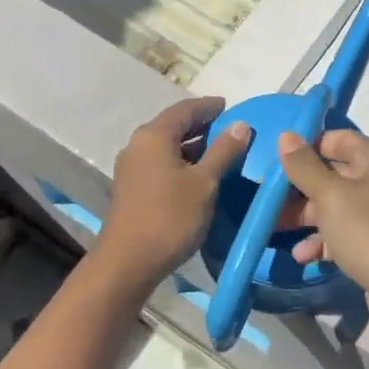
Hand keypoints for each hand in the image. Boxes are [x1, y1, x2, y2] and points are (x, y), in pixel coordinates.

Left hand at [97, 98, 251, 288]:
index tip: (228, 106)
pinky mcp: (131, 187)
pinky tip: (197, 175)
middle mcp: (138, 144)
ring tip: (218, 151)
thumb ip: (223, 151)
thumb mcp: (204, 183)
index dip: (208, 106)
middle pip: (173, 125)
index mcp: (154, 135)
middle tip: (228, 129)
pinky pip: (159, 162)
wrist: (127, 263)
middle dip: (201, 125)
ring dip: (191, 145)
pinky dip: (180, 161)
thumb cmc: (170, 217)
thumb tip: (240, 124)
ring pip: (166, 145)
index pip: (185, 109)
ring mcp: (131, 166)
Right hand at [276, 129, 368, 356]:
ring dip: (306, 218)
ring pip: (336, 208)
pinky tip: (302, 257)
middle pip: (333, 175)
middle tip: (266, 199)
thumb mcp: (332, 197)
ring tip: (274, 229)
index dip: (306, 146)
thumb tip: (286, 135)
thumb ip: (305, 167)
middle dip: (299, 187)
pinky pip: (345, 236)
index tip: (273, 161)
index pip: (337, 139)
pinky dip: (323, 243)